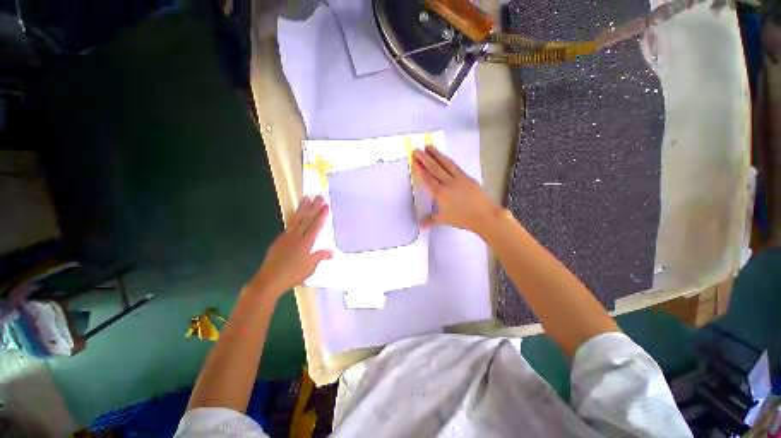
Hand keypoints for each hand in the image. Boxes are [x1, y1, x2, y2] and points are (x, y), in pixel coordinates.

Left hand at [246, 196, 332, 298]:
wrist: (269, 280)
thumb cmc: (292, 275)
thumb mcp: (310, 268)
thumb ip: (320, 257)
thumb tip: (332, 251)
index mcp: (305, 243)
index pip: (315, 226)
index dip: (321, 215)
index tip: (326, 206)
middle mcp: (296, 237)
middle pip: (306, 219)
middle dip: (314, 207)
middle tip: (319, 196)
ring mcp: (286, 237)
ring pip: (296, 219)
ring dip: (302, 208)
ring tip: (306, 198)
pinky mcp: (279, 240)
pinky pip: (289, 225)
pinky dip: (293, 218)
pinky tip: (295, 215)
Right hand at [413, 146, 503, 235]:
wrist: (485, 215)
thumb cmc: (463, 219)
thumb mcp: (444, 220)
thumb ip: (431, 220)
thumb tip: (420, 225)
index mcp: (440, 193)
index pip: (428, 178)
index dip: (420, 169)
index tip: (415, 160)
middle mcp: (448, 183)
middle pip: (434, 168)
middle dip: (425, 158)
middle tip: (417, 150)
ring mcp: (459, 178)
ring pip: (445, 164)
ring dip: (436, 155)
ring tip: (429, 147)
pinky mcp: (467, 176)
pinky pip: (455, 166)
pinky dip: (448, 160)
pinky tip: (445, 157)